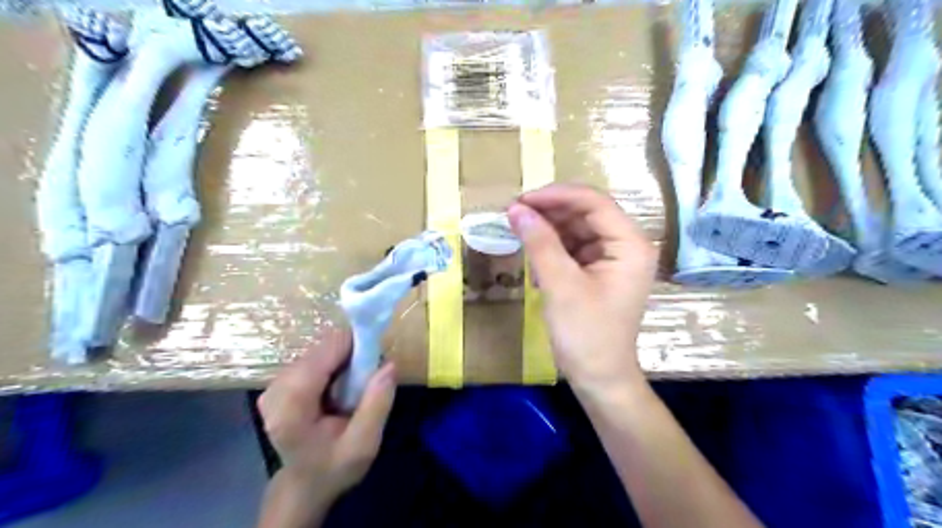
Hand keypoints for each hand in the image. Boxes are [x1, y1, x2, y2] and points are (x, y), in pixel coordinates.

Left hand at [257, 330, 394, 502]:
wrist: (304, 485)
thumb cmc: (334, 467)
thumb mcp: (364, 444)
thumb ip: (377, 404)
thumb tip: (389, 364)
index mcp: (292, 405)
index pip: (325, 352)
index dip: (355, 347)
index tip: (376, 360)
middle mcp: (276, 388)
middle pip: (322, 349)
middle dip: (350, 356)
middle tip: (367, 380)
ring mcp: (274, 384)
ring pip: (319, 350)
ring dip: (343, 361)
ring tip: (354, 388)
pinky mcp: (278, 382)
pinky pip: (313, 358)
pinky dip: (333, 365)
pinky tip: (338, 388)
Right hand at [509, 183, 656, 398]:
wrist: (599, 379)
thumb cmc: (586, 335)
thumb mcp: (560, 285)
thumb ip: (539, 243)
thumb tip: (515, 209)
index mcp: (630, 244)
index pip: (594, 202)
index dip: (556, 196)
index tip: (521, 200)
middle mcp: (626, 245)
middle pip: (586, 213)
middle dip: (550, 211)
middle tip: (514, 214)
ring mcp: (613, 259)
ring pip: (578, 229)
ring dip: (548, 229)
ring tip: (518, 232)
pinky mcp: (599, 272)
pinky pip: (574, 248)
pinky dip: (553, 248)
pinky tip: (533, 256)